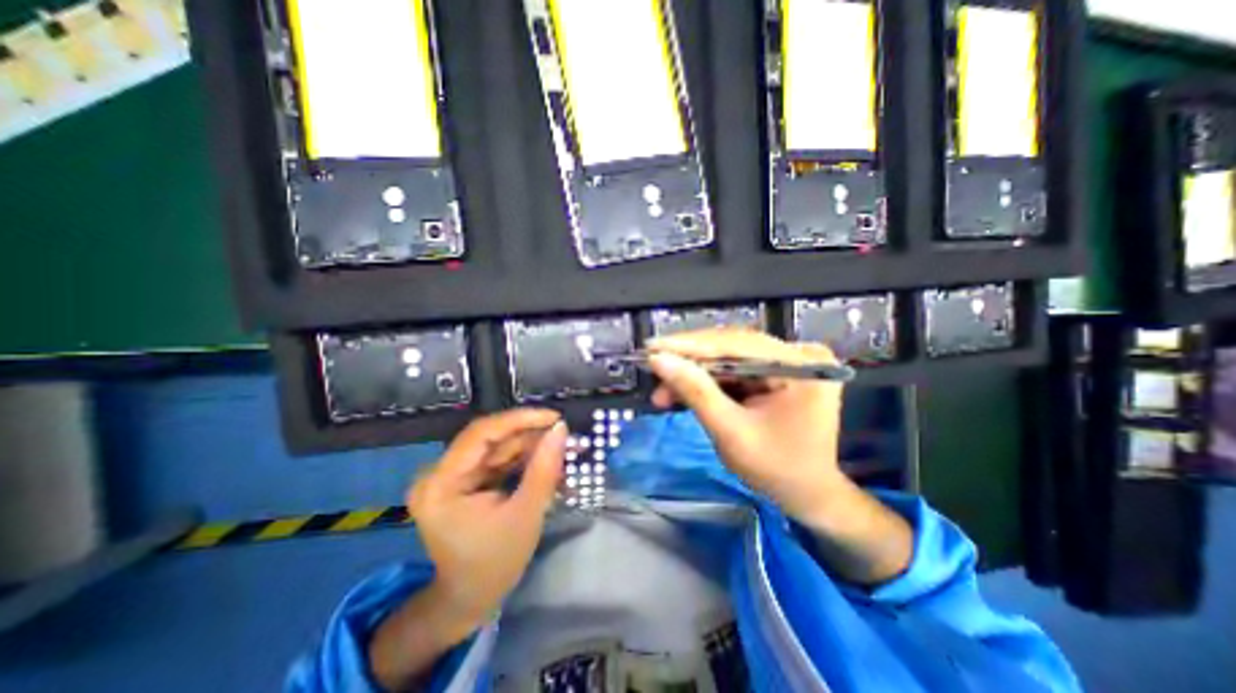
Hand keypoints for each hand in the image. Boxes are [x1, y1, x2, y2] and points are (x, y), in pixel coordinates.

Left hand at [408, 408, 567, 631]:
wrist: (471, 599)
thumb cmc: (495, 563)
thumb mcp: (526, 514)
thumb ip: (544, 468)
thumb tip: (561, 428)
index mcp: (441, 483)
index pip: (481, 434)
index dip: (520, 419)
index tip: (554, 418)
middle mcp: (438, 473)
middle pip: (490, 439)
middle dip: (531, 436)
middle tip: (564, 436)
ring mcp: (449, 476)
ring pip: (497, 447)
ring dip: (531, 448)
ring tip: (562, 451)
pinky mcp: (462, 480)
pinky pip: (497, 460)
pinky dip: (523, 460)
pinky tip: (546, 462)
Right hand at [642, 334, 844, 527]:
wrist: (808, 495)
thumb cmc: (776, 471)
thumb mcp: (731, 433)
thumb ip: (695, 392)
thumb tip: (659, 360)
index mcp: (801, 366)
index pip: (736, 344)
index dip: (689, 345)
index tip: (652, 347)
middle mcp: (799, 354)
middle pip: (731, 348)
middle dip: (689, 363)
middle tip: (653, 370)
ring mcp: (789, 361)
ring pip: (728, 358)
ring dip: (695, 374)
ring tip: (664, 392)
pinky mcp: (778, 371)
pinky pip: (735, 370)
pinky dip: (709, 382)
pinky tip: (684, 392)